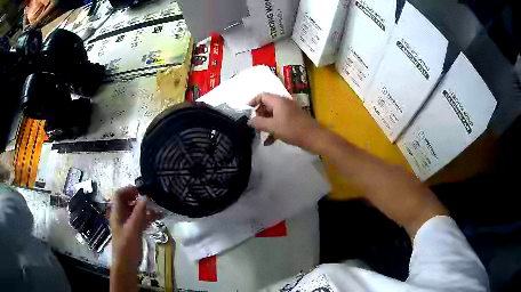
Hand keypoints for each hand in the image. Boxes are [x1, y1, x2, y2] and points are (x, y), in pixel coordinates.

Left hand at [110, 186, 156, 272]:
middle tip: (153, 198)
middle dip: (140, 198)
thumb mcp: (132, 228)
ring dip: (146, 208)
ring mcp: (128, 223)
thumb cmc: (126, 246)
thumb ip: (139, 213)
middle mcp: (122, 216)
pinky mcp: (135, 231)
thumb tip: (145, 197)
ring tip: (159, 207)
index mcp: (117, 213)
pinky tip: (159, 216)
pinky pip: (141, 220)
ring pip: (136, 211)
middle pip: (129, 201)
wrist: (126, 264)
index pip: (119, 195)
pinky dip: (149, 217)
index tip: (142, 190)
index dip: (129, 190)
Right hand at [248, 93, 322, 149]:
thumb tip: (249, 120)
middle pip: (266, 105)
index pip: (261, 95)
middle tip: (253, 126)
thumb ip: (258, 123)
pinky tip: (269, 142)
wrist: (314, 138)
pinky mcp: (293, 120)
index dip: (252, 102)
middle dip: (258, 115)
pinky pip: (279, 121)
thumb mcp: (272, 127)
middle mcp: (283, 103)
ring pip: (272, 114)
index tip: (246, 113)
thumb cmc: (292, 130)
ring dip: (265, 124)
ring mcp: (289, 111)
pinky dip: (273, 129)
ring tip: (259, 135)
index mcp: (278, 101)